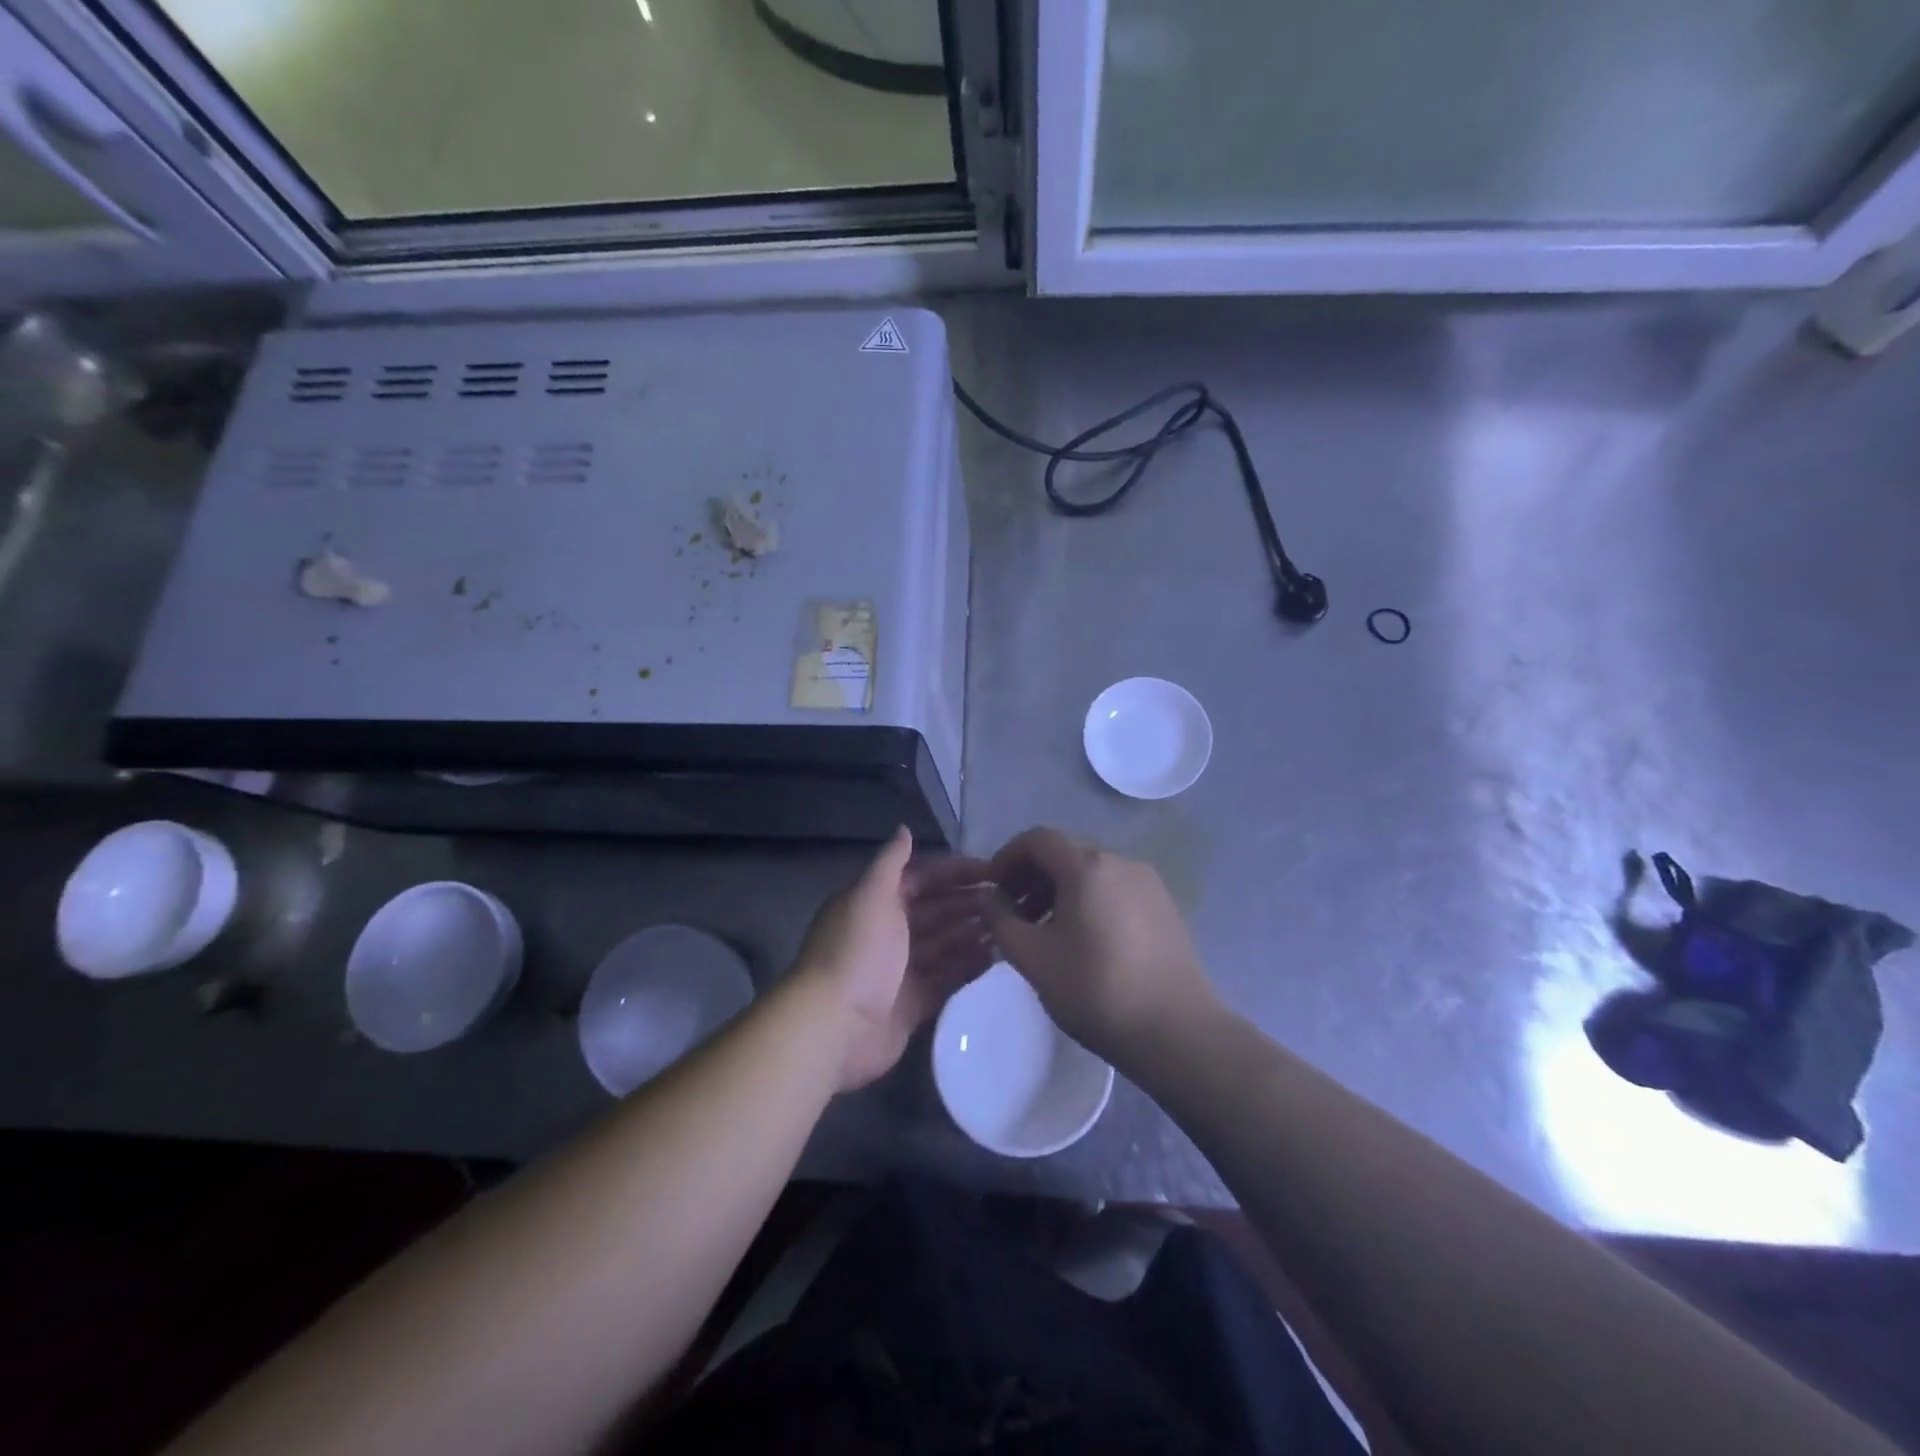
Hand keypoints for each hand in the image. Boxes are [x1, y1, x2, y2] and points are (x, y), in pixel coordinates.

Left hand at [793, 827, 996, 1091]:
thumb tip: (904, 828)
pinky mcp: (913, 1003)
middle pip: (936, 911)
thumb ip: (890, 863)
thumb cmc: (855, 952)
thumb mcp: (871, 896)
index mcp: (876, 903)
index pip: (922, 879)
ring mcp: (901, 970)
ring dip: (972, 934)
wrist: (833, 1026)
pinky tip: (996, 958)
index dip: (955, 873)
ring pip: (944, 945)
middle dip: (968, 903)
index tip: (993, 870)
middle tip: (1010, 900)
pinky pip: (946, 979)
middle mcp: (889, 933)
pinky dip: (968, 967)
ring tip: (1009, 926)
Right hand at [981, 827, 1218, 1070]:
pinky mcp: (1164, 907)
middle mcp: (1120, 862)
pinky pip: (1114, 889)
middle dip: (1031, 874)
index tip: (992, 888)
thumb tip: (990, 897)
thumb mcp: (1033, 958)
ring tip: (1042, 929)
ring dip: (1058, 889)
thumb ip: (1000, 920)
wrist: (1177, 1031)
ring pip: (1091, 871)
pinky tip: (1081, 939)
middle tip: (1012, 911)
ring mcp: (1147, 883)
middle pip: (1065, 851)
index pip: (1037, 839)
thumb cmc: (1096, 990)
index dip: (1007, 857)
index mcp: (1087, 866)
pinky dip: (1087, 900)